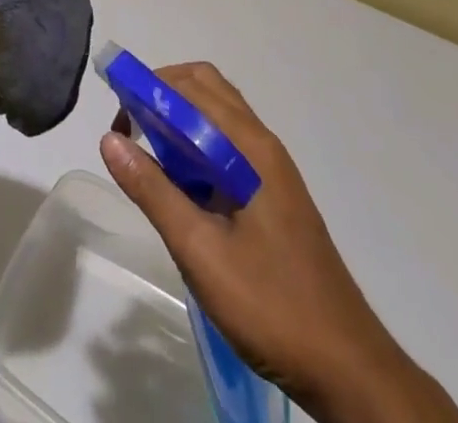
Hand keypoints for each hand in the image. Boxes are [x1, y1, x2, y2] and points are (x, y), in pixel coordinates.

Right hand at [99, 62, 457, 422]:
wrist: (348, 370)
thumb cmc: (272, 307)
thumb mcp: (201, 252)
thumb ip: (154, 192)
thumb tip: (109, 139)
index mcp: (251, 147)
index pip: (193, 86)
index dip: (149, 88)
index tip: (117, 118)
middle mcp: (262, 144)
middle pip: (206, 89)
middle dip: (161, 95)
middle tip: (130, 132)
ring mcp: (271, 169)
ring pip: (217, 117)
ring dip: (178, 120)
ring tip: (148, 156)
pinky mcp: (272, 194)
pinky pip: (226, 145)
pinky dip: (195, 145)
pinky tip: (180, 187)